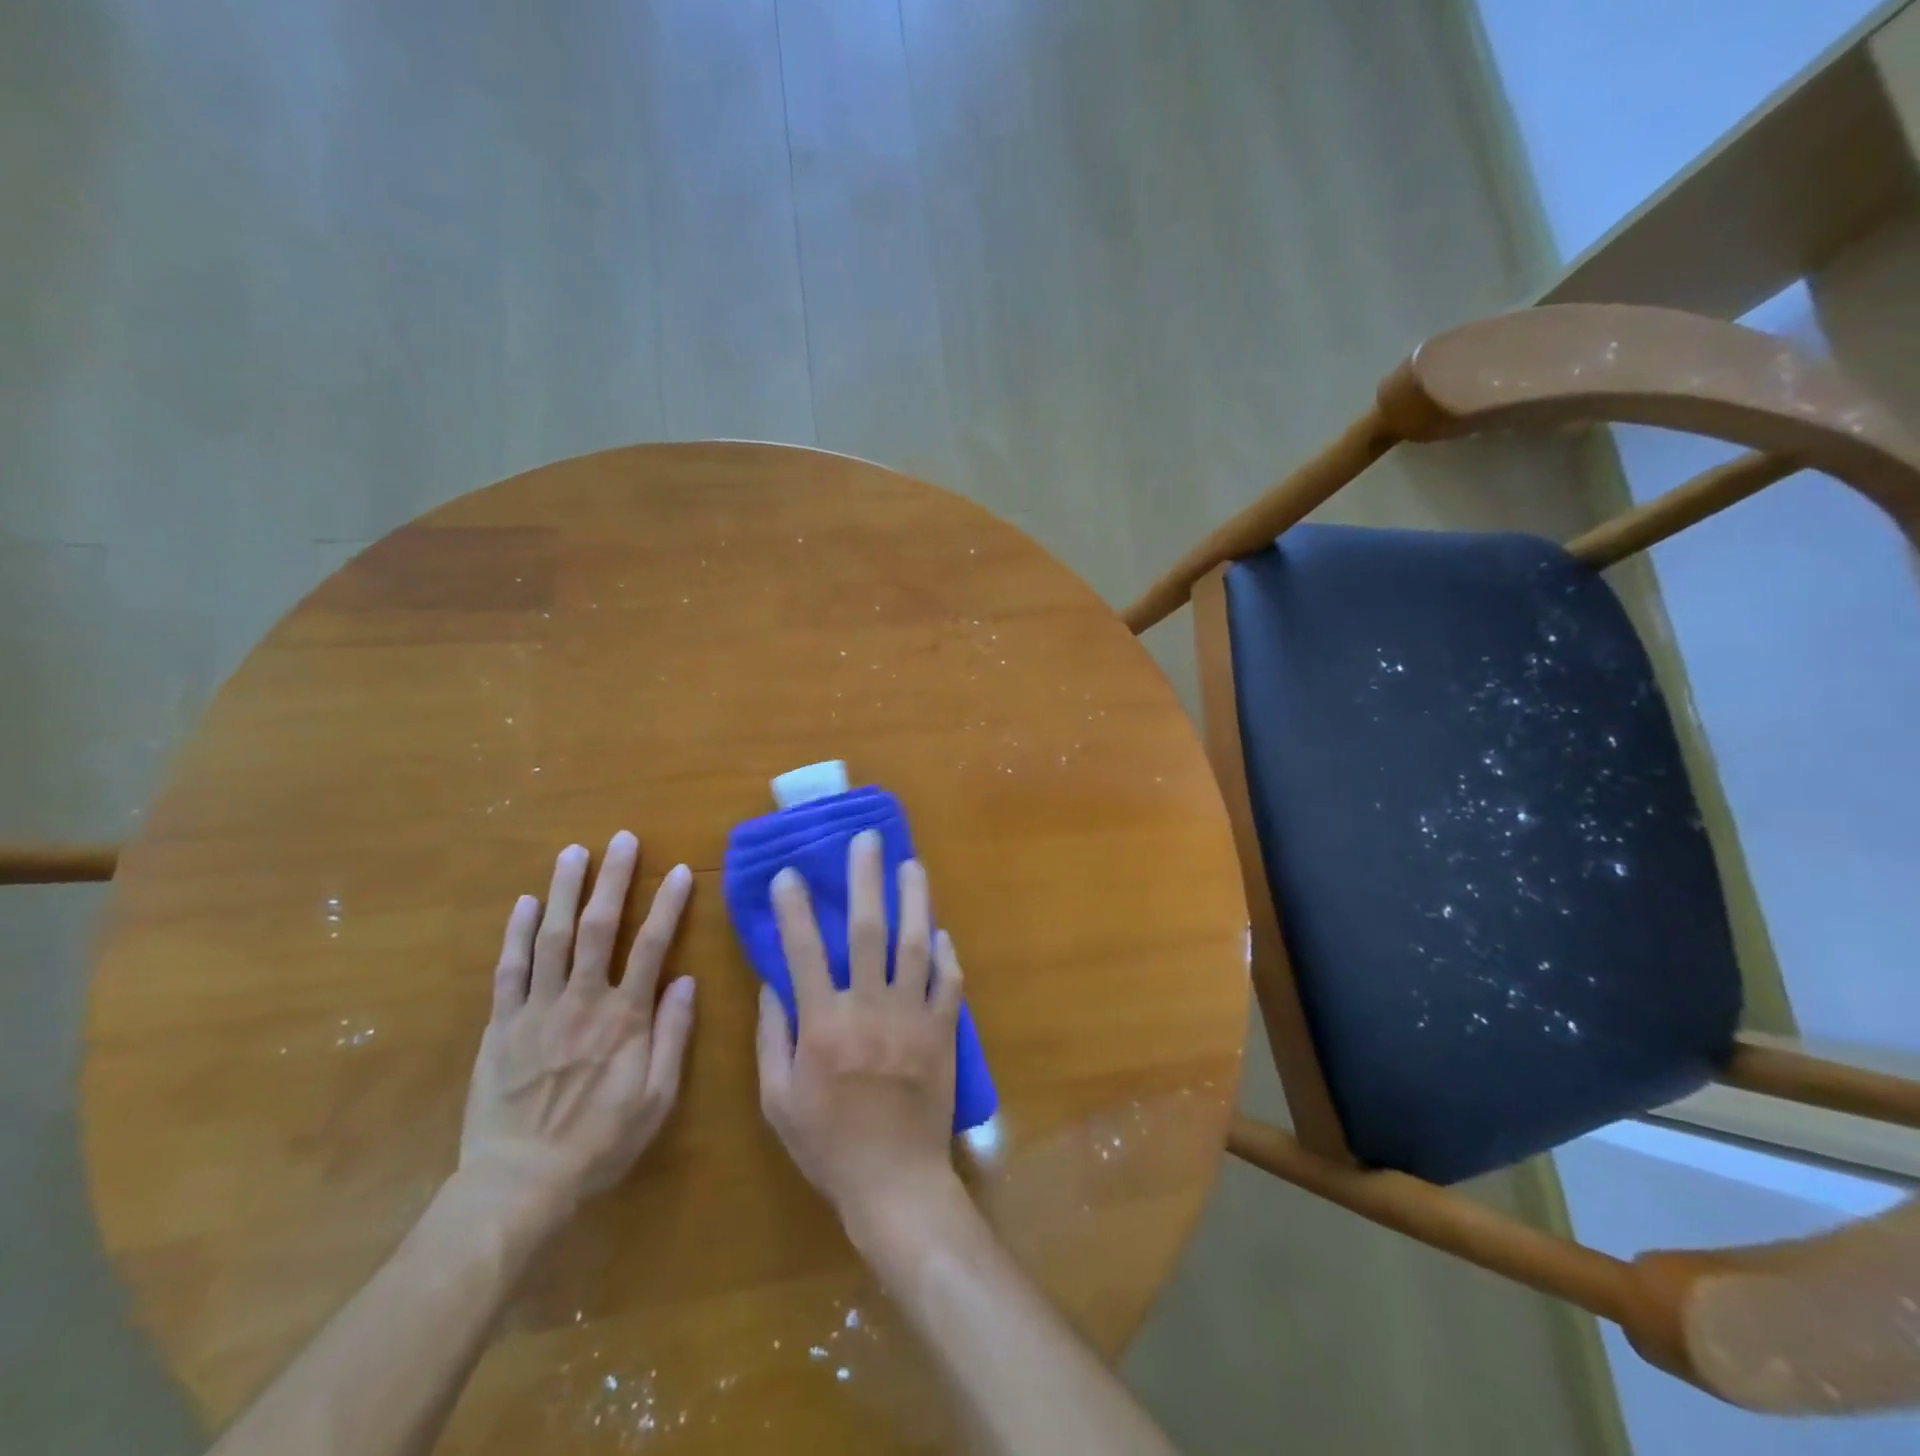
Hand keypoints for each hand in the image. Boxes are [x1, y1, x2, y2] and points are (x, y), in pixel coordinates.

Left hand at [460, 830, 695, 1211]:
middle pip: (597, 928)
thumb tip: (686, 981)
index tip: (678, 871)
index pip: (651, 946)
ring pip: (550, 937)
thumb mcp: (656, 1100)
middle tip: (621, 839)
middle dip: (612, 879)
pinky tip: (523, 904)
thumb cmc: (599, 1143)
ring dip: (562, 891)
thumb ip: (672, 1037)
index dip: (667, 905)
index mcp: (624, 1018)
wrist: (518, 1184)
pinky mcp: (500, 1025)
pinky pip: (508, 970)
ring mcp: (536, 1009)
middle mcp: (581, 1001)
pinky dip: (515, 934)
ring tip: (573, 853)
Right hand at [755, 830, 966, 1238]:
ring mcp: (912, 1017)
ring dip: (913, 899)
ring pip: (915, 944)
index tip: (790, 873)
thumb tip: (773, 984)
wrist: (895, 1183)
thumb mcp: (777, 1100)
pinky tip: (940, 930)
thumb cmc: (828, 1145)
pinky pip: (948, 981)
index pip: (803, 952)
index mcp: (822, 1025)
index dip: (794, 909)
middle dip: (866, 880)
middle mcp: (869, 1009)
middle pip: (867, 931)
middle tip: (868, 840)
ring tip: (911, 864)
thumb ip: (771, 1038)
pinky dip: (945, 953)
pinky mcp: (943, 1030)